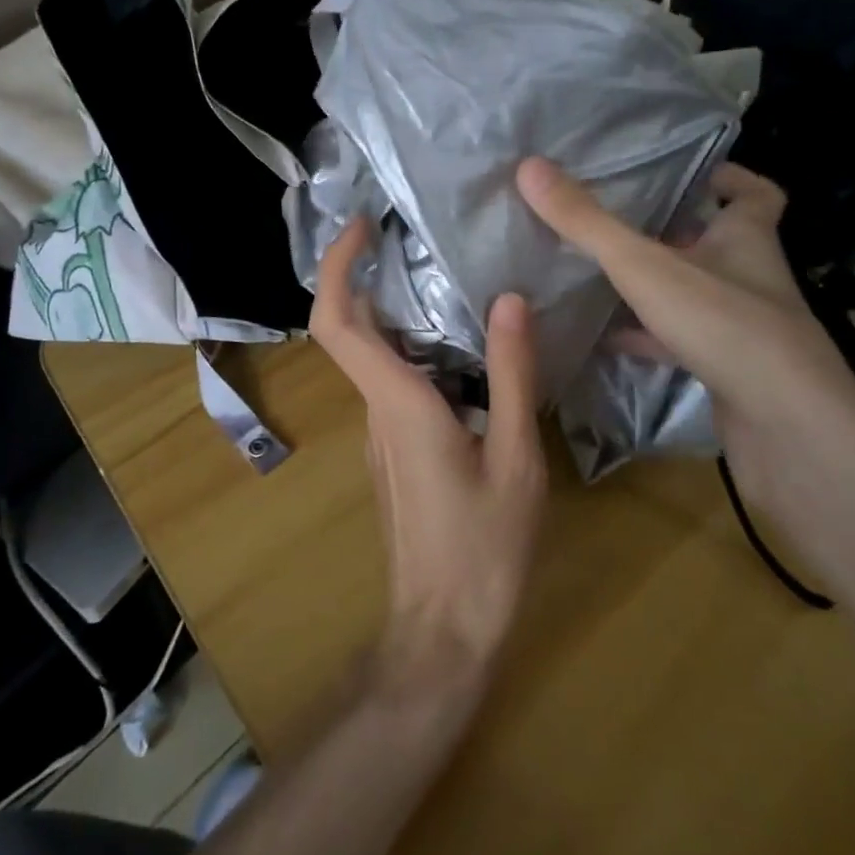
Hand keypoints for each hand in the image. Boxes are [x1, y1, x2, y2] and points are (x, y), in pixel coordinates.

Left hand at [309, 216, 546, 697]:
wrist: (445, 627)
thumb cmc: (484, 547)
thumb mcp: (516, 458)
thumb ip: (512, 376)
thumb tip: (509, 300)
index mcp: (398, 403)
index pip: (338, 322)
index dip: (338, 267)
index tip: (361, 227)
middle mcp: (377, 409)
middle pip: (351, 330)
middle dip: (369, 275)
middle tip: (415, 238)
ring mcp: (381, 432)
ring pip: (375, 356)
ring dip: (399, 312)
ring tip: (454, 279)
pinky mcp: (395, 450)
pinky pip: (395, 382)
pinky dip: (417, 349)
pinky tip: (467, 347)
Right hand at [515, 157, 854, 475]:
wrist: (787, 430)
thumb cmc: (724, 325)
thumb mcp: (644, 266)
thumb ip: (586, 222)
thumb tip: (529, 166)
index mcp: (745, 239)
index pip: (754, 195)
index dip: (728, 179)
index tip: (689, 174)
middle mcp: (750, 278)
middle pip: (716, 244)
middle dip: (672, 232)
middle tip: (617, 222)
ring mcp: (742, 329)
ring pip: (696, 296)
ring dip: (656, 287)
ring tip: (599, 275)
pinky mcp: (728, 371)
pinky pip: (682, 344)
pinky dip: (647, 339)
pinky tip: (606, 341)